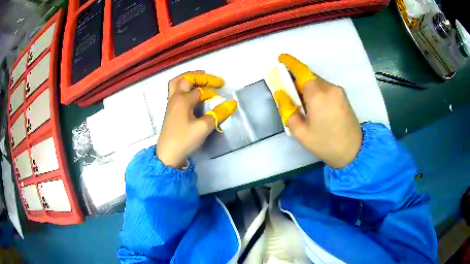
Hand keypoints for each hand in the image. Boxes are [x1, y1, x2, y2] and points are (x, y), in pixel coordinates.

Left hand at [156, 71, 236, 167]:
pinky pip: (173, 90)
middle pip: (186, 79)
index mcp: (183, 100)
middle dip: (200, 77)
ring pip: (176, 82)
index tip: (223, 92)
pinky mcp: (169, 109)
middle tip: (212, 80)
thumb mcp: (204, 128)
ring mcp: (170, 103)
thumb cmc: (185, 140)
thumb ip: (218, 114)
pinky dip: (182, 85)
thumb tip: (231, 103)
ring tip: (198, 79)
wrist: (168, 154)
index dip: (212, 90)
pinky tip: (188, 91)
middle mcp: (175, 97)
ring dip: (188, 78)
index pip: (200, 90)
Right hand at [275, 54, 361, 167]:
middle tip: (290, 93)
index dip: (290, 63)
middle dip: (297, 80)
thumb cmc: (325, 144)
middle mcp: (330, 88)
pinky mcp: (343, 96)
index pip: (302, 72)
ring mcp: (338, 91)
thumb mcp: (300, 132)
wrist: (353, 152)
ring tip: (303, 105)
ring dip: (307, 87)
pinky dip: (317, 91)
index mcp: (318, 95)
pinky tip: (315, 106)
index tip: (281, 58)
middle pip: (309, 76)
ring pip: (318, 82)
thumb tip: (281, 93)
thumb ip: (287, 110)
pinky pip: (326, 87)